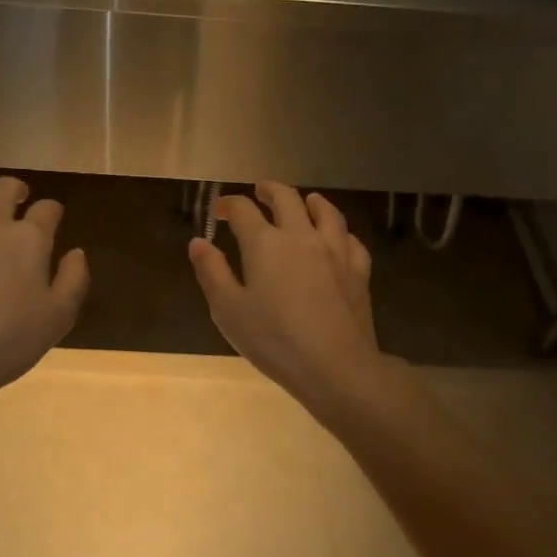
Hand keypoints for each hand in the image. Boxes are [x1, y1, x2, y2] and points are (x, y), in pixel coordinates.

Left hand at [0, 176, 88, 412]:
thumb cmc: (10, 340)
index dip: (53, 211)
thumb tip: (76, 252)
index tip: (54, 218)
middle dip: (15, 188)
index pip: (47, 210)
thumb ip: (74, 279)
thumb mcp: (59, 316)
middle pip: (3, 188)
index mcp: (28, 239)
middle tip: (18, 197)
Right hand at [188, 181, 385, 410]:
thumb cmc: (274, 340)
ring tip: (306, 200)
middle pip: (287, 199)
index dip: (228, 205)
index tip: (219, 210)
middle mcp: (301, 237)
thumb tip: (198, 242)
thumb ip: (212, 272)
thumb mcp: (228, 310)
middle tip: (260, 191)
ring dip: (312, 202)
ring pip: (327, 213)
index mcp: (265, 243)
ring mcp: (335, 252)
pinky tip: (339, 239)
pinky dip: (341, 233)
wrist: (335, 366)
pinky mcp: (358, 273)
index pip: (243, 211)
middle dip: (270, 190)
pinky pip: (351, 241)